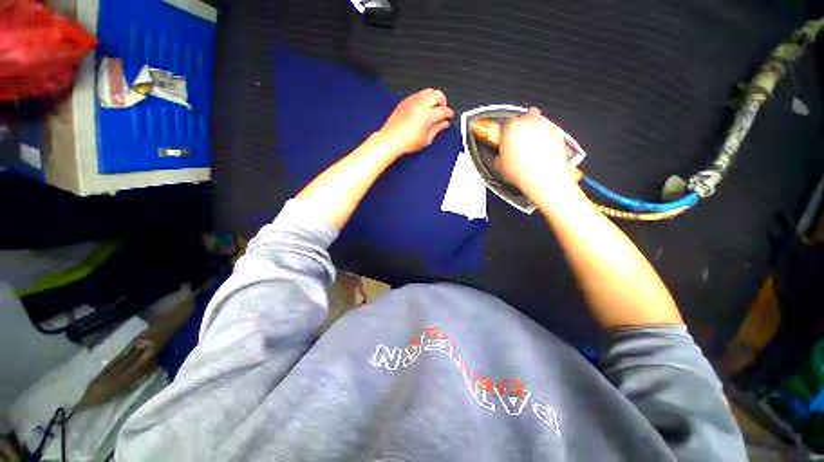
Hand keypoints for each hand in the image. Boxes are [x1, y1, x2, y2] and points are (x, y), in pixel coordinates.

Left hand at [378, 88, 453, 156]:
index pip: (443, 110)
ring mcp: (411, 101)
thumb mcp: (426, 139)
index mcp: (427, 115)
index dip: (449, 113)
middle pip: (438, 94)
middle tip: (442, 111)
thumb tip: (444, 123)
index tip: (449, 117)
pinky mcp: (404, 101)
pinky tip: (422, 109)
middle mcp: (420, 104)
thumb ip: (437, 129)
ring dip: (433, 98)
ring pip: (428, 91)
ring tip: (432, 109)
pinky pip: (418, 94)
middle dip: (443, 102)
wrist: (390, 140)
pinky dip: (423, 99)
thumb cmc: (407, 142)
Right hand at [496, 107, 578, 199]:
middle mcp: (529, 121)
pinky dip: (545, 139)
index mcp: (511, 127)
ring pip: (536, 124)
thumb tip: (501, 155)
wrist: (544, 178)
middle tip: (516, 144)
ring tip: (529, 151)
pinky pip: (548, 132)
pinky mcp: (557, 133)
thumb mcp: (499, 165)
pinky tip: (540, 153)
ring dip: (532, 133)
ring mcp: (545, 126)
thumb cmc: (522, 171)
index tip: (504, 141)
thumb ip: (499, 154)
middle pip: (522, 120)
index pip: (505, 125)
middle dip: (520, 130)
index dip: (504, 134)